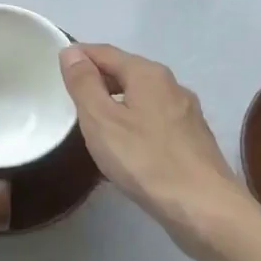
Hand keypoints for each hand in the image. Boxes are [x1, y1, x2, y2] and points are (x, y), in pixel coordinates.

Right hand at [59, 43, 254, 254]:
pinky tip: (127, 144)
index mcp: (148, 74)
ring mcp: (187, 112)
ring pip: (142, 96)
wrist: (204, 208)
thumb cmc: (145, 160)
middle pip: (127, 71)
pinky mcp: (194, 139)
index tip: (56, 67)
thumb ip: (84, 83)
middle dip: (98, 79)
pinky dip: (135, 121)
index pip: (105, 52)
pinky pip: (155, 118)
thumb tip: (71, 52)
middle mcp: (172, 85)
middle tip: (71, 97)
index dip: (79, 56)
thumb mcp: (101, 119)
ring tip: (95, 121)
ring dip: (117, 101)